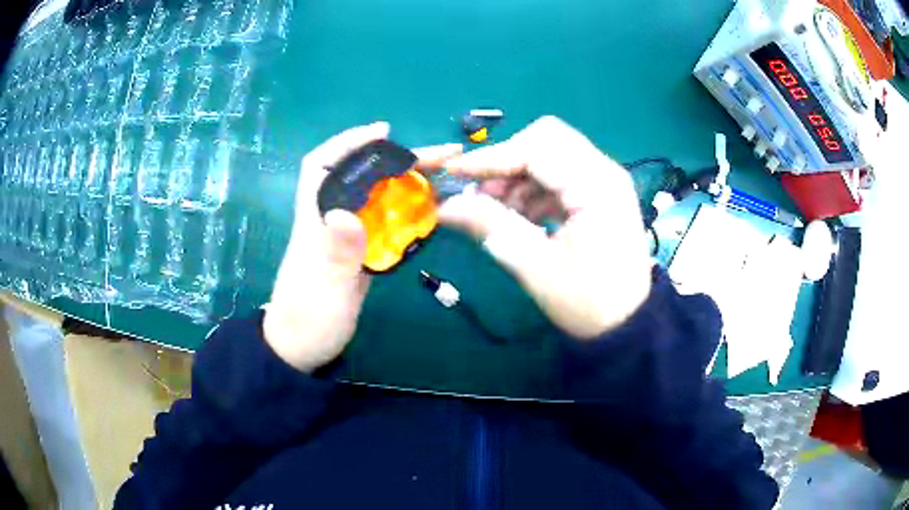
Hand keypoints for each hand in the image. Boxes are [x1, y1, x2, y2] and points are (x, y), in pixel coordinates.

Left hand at [265, 122, 461, 370]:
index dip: (348, 143)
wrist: (304, 348)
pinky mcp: (360, 254)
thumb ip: (337, 252)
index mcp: (315, 219)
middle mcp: (332, 220)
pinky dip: (407, 213)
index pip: (321, 166)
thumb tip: (347, 213)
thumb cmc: (307, 318)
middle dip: (395, 160)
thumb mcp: (324, 287)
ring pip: (376, 198)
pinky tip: (430, 211)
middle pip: (360, 177)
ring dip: (406, 184)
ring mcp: (348, 237)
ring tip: (442, 176)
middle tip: (438, 156)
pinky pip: (386, 224)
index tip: (382, 132)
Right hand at [439, 116, 651, 338]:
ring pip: (551, 154)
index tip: (454, 173)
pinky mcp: (599, 193)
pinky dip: (533, 188)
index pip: (537, 148)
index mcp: (597, 186)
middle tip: (481, 192)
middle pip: (546, 139)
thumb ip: (491, 227)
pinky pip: (559, 174)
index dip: (492, 157)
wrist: (627, 324)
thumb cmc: (588, 302)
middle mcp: (604, 172)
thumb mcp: (536, 267)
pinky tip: (520, 216)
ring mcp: (604, 181)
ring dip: (518, 176)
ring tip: (496, 210)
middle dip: (507, 160)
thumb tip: (446, 206)